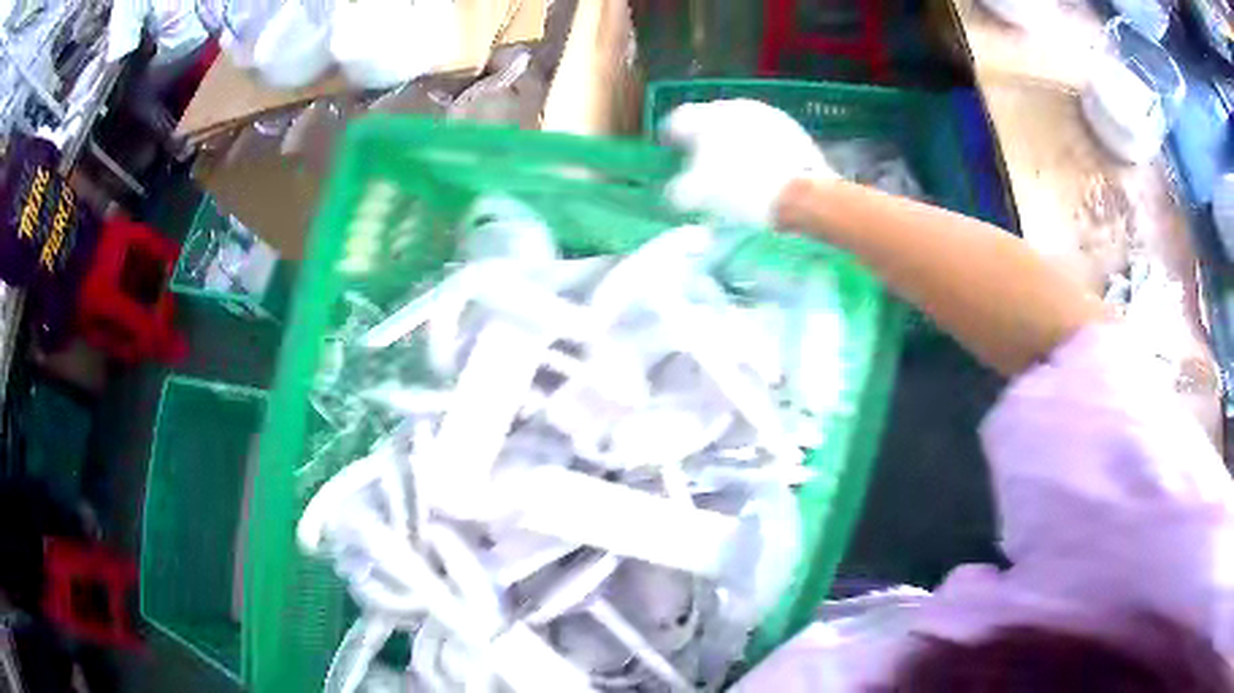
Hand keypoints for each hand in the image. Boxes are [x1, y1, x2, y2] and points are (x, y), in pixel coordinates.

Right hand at [660, 99, 834, 226]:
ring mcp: (767, 115)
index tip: (670, 147)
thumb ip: (679, 188)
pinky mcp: (792, 129)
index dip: (670, 134)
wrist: (800, 193)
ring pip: (740, 124)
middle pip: (712, 118)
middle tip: (702, 158)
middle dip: (704, 137)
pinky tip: (760, 167)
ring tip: (733, 164)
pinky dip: (757, 146)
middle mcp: (736, 107)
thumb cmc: (742, 188)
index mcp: (708, 116)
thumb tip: (676, 190)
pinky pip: (765, 134)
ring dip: (733, 140)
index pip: (679, 119)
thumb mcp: (698, 194)